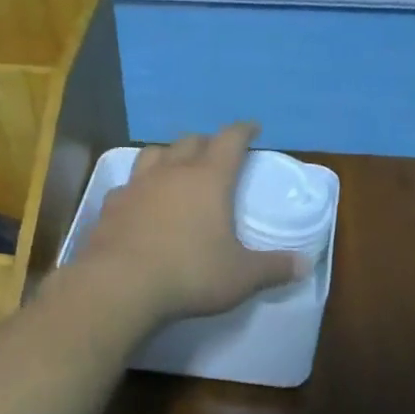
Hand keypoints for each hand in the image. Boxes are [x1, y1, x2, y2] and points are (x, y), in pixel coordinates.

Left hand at [68, 123, 305, 326]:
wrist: (120, 285)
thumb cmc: (190, 274)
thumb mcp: (241, 277)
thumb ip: (273, 268)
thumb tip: (304, 265)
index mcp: (209, 179)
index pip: (230, 140)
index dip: (243, 131)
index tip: (252, 128)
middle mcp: (171, 172)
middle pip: (190, 141)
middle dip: (206, 142)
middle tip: (215, 151)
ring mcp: (136, 186)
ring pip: (153, 154)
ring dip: (168, 155)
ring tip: (175, 166)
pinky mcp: (110, 207)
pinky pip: (127, 185)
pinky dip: (139, 186)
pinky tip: (140, 200)